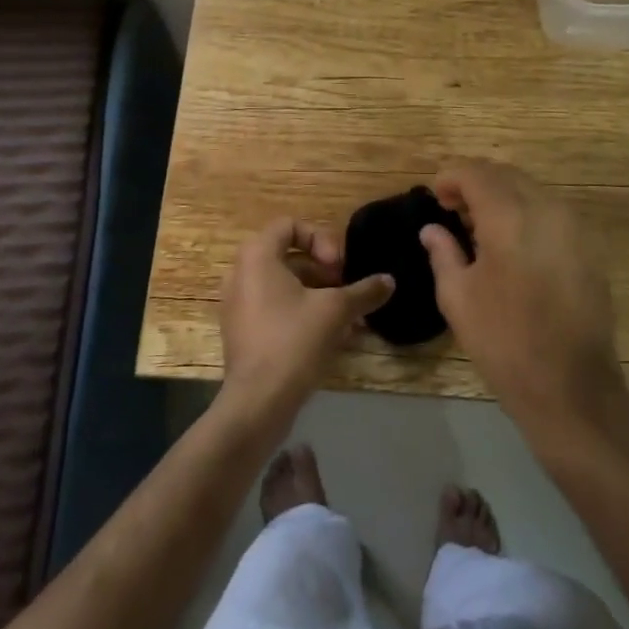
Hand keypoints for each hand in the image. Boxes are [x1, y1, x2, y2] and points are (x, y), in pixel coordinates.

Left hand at [218, 218, 394, 419]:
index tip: (339, 266)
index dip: (321, 239)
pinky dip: (303, 315)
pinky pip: (276, 310)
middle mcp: (241, 274)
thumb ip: (364, 291)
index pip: (290, 226)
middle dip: (325, 272)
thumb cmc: (293, 341)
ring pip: (285, 287)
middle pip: (289, 257)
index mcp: (257, 256)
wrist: (257, 402)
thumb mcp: (336, 311)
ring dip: (319, 296)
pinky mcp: (243, 333)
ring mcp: (239, 305)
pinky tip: (334, 338)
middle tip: (347, 290)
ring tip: (349, 318)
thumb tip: (389, 281)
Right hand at [421, 159, 627, 428]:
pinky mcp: (590, 247)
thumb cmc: (504, 341)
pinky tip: (513, 245)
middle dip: (476, 183)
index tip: (436, 197)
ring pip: (532, 190)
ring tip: (481, 227)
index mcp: (509, 216)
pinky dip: (527, 214)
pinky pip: (552, 212)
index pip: (475, 172)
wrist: (572, 386)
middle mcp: (546, 209)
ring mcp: (574, 226)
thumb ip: (443, 252)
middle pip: (506, 174)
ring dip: (503, 196)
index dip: (450, 177)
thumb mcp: (458, 297)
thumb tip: (433, 229)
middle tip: (453, 209)